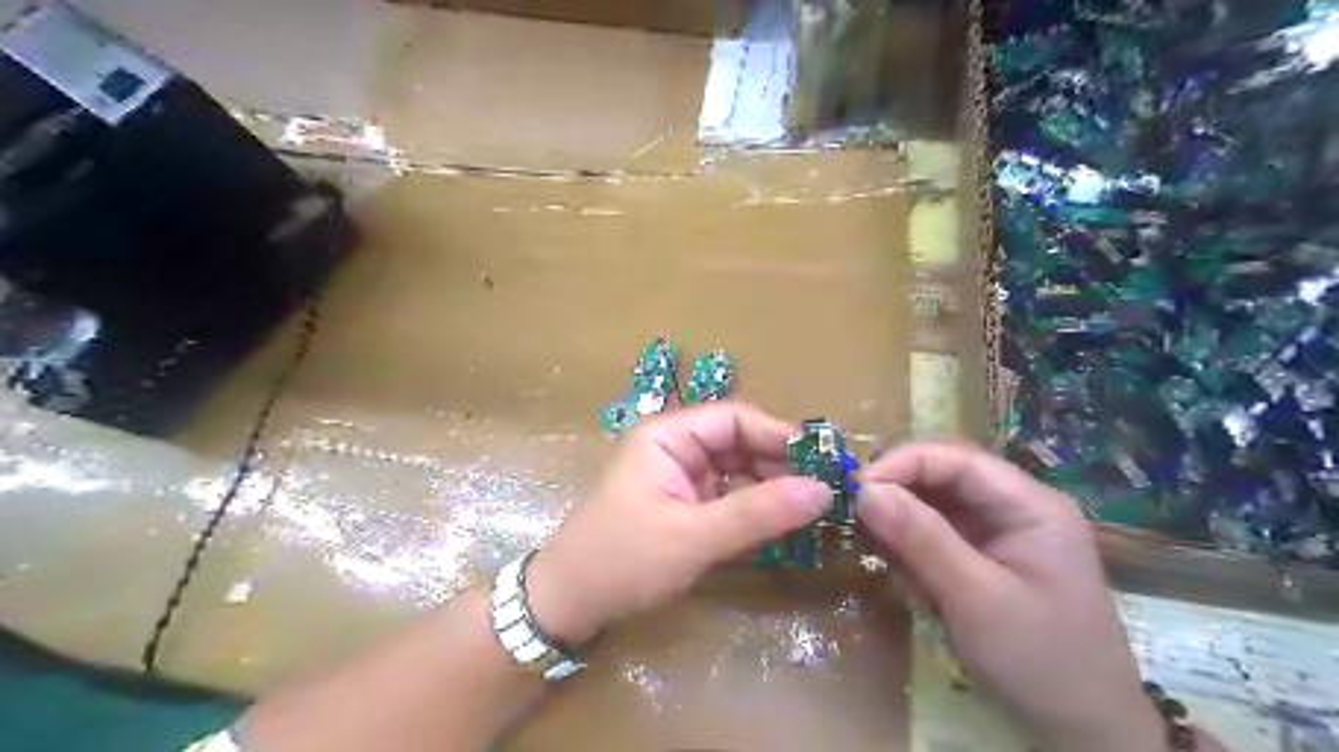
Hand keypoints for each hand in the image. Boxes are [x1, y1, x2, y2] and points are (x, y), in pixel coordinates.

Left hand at [519, 406, 827, 646]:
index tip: (824, 462)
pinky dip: (755, 513)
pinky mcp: (684, 508)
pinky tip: (783, 529)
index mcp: (668, 436)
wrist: (567, 605)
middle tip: (827, 493)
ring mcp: (680, 479)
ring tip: (814, 513)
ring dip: (772, 491)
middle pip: (740, 444)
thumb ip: (758, 512)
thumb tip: (824, 491)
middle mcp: (676, 448)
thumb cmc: (623, 559)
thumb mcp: (693, 537)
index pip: (735, 419)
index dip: (780, 435)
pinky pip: (729, 500)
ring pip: (738, 473)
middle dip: (780, 466)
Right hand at [856, 444, 1161, 751]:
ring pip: (932, 507)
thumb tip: (863, 490)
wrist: (1083, 737)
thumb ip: (921, 539)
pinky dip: (910, 551)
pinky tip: (906, 581)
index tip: (856, 489)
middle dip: (898, 495)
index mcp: (1030, 505)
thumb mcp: (976, 598)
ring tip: (880, 557)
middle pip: (942, 479)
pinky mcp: (981, 561)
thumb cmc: (1040, 662)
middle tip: (856, 521)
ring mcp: (997, 536)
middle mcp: (1013, 509)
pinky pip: (934, 538)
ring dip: (900, 526)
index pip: (957, 460)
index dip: (903, 464)